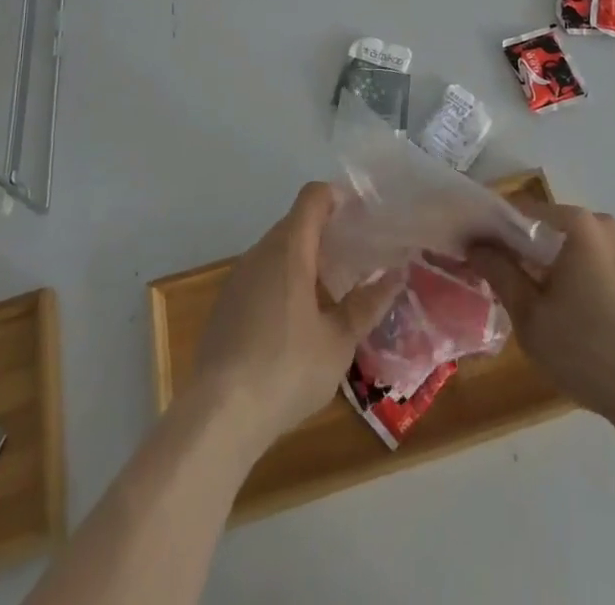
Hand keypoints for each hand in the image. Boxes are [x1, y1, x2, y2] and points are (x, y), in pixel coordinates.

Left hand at [188, 182, 403, 458]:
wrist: (218, 416)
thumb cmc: (286, 369)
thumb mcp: (338, 342)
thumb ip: (366, 305)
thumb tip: (395, 277)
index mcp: (290, 249)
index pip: (313, 197)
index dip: (337, 198)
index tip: (361, 218)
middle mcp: (260, 253)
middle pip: (295, 223)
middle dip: (325, 233)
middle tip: (355, 260)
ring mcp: (237, 279)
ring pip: (276, 251)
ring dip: (303, 261)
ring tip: (330, 293)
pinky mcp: (224, 306)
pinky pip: (259, 277)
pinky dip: (281, 283)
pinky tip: (294, 324)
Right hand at [468, 200, 614, 426]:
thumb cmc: (586, 349)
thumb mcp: (530, 314)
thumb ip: (499, 272)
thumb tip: (476, 245)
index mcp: (576, 223)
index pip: (519, 211)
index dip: (490, 229)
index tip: (470, 250)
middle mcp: (601, 226)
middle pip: (545, 228)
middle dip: (516, 248)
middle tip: (491, 277)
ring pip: (566, 248)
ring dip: (542, 265)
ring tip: (519, 297)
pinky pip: (587, 266)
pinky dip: (566, 278)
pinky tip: (556, 312)